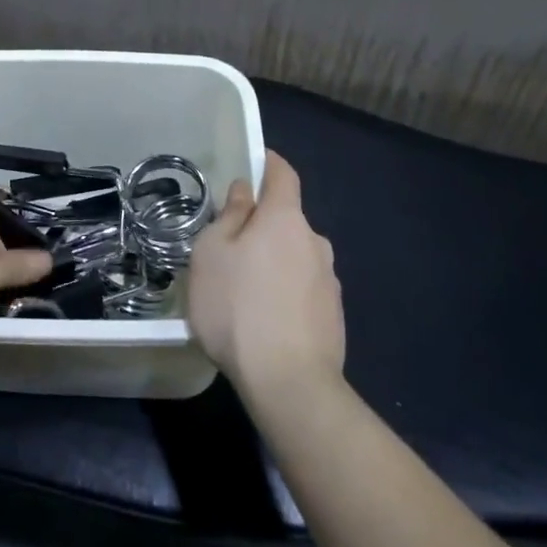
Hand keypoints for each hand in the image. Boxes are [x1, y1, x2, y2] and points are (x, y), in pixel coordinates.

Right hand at [188, 151, 342, 394]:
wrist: (289, 382)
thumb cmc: (237, 307)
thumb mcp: (212, 253)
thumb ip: (230, 216)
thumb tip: (245, 192)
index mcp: (285, 219)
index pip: (283, 174)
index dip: (268, 163)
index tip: (251, 164)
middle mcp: (315, 242)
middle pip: (286, 220)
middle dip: (261, 225)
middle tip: (228, 247)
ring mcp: (329, 281)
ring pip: (294, 256)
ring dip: (272, 262)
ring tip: (241, 291)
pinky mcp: (333, 316)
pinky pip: (302, 289)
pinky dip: (283, 292)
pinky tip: (262, 319)